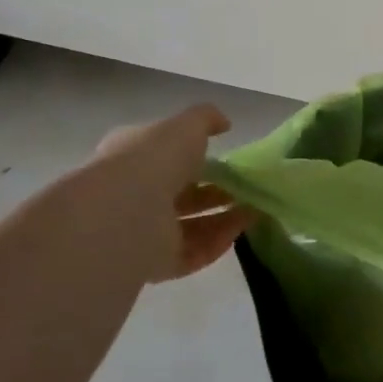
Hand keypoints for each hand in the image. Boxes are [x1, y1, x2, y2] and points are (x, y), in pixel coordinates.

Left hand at [75, 106, 254, 283]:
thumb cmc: (154, 160)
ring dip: (224, 218)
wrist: (126, 212)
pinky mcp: (156, 262)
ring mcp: (144, 231)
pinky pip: (193, 253)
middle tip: (249, 189)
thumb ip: (206, 119)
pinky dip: (217, 243)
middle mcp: (135, 194)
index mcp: (133, 157)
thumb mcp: (185, 125)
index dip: (197, 158)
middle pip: (182, 194)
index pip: (166, 157)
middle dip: (217, 192)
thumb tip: (225, 123)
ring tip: (256, 211)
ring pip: (191, 226)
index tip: (230, 160)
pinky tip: (240, 232)